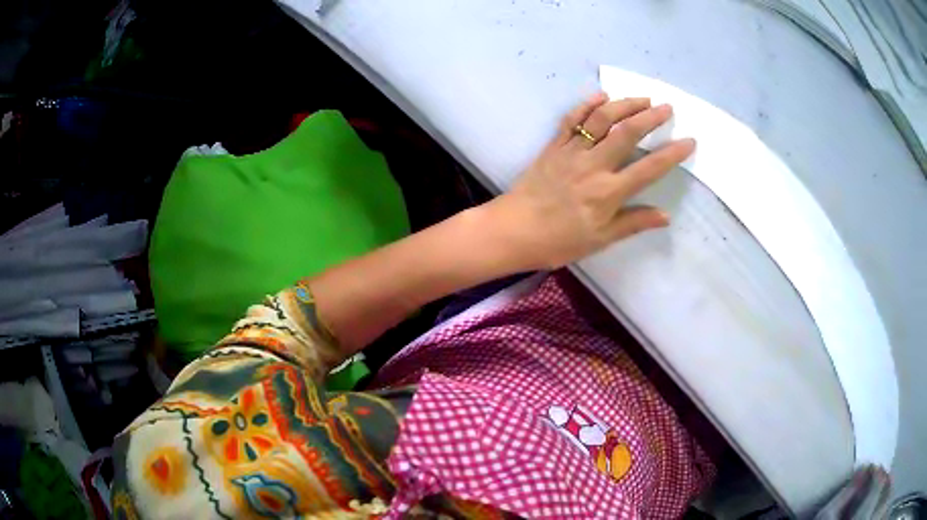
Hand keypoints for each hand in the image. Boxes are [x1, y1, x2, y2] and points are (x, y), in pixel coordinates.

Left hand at [484, 93, 694, 270]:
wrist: (513, 230)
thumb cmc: (559, 241)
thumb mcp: (600, 239)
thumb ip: (633, 223)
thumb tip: (665, 216)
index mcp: (608, 192)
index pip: (649, 168)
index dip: (672, 154)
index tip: (689, 141)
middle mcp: (593, 166)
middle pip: (627, 133)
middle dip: (650, 117)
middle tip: (666, 107)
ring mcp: (571, 151)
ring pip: (601, 120)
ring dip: (624, 105)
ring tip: (642, 98)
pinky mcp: (553, 146)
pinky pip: (571, 119)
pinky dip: (587, 105)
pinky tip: (601, 96)